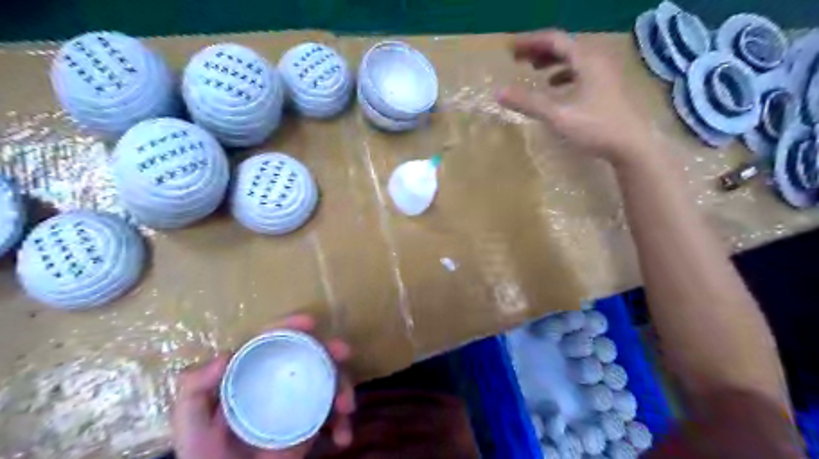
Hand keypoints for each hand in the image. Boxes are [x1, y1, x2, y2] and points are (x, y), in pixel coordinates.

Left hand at [172, 314, 354, 458]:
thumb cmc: (206, 457)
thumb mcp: (190, 425)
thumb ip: (193, 391)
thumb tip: (226, 355)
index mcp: (252, 373)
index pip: (272, 340)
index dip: (290, 325)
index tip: (310, 322)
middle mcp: (279, 381)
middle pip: (309, 355)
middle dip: (331, 349)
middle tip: (344, 351)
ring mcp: (298, 401)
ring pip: (329, 380)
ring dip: (345, 386)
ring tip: (347, 407)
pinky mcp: (311, 422)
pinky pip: (334, 414)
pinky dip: (343, 422)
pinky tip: (343, 437)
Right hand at [500, 28, 653, 166]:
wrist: (631, 146)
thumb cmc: (596, 127)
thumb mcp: (558, 115)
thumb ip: (528, 102)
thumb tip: (498, 92)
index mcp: (586, 60)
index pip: (554, 39)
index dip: (530, 42)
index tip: (509, 49)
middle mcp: (596, 60)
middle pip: (564, 46)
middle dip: (539, 50)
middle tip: (518, 58)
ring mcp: (604, 73)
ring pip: (573, 59)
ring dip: (551, 61)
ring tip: (533, 69)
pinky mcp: (606, 87)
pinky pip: (580, 72)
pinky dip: (564, 74)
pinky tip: (555, 87)